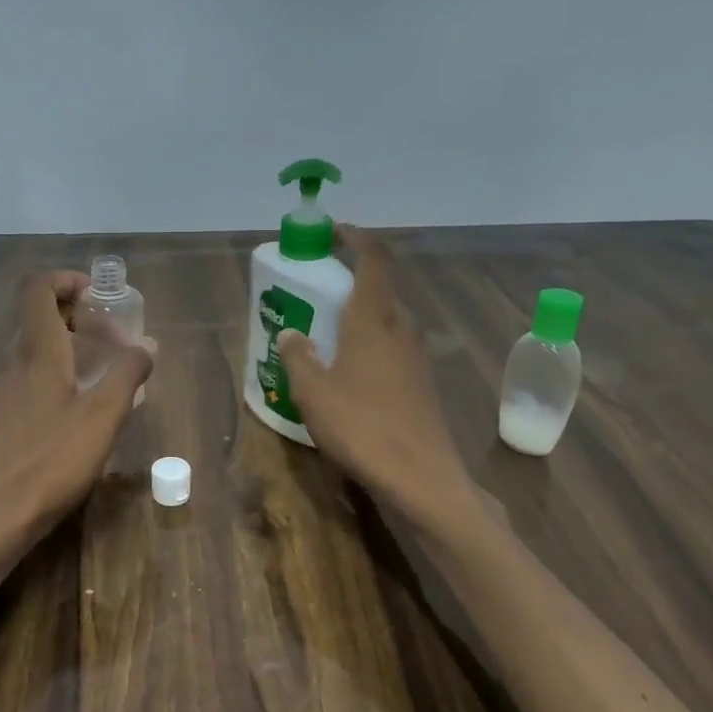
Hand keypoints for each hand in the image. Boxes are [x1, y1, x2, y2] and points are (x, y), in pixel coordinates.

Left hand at [0, 270, 154, 554]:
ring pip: (36, 346)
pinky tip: (84, 404)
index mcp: (36, 350)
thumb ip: (128, 373)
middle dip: (78, 313)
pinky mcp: (5, 414)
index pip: (37, 287)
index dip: (66, 279)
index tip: (100, 297)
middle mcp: (14, 360)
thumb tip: (147, 346)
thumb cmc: (54, 459)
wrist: (0, 513)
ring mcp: (5, 388)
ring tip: (107, 370)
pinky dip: (60, 370)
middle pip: (38, 314)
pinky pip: (33, 373)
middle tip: (115, 337)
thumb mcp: (104, 415)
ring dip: (71, 344)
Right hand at [276, 227, 479, 532]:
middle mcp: (402, 330)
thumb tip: (291, 333)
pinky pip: (393, 348)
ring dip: (360, 317)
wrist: (420, 478)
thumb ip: (298, 357)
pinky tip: (349, 373)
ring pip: (387, 321)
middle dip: (350, 283)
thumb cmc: (362, 427)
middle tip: (315, 293)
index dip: (356, 238)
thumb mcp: (313, 392)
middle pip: (380, 290)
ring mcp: (417, 357)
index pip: (374, 259)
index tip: (333, 233)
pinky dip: (370, 345)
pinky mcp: (422, 383)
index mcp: (375, 320)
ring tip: (326, 334)